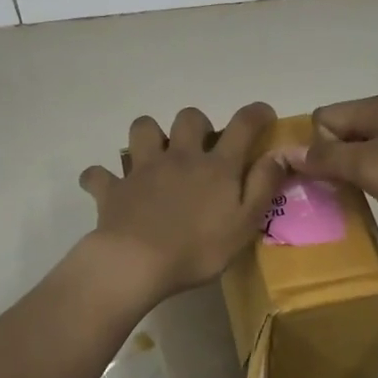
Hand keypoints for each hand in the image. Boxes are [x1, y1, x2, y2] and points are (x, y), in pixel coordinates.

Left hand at [78, 102, 287, 303]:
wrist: (137, 263)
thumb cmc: (198, 249)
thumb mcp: (245, 223)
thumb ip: (263, 186)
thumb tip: (279, 154)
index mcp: (215, 166)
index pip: (242, 126)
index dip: (256, 114)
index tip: (263, 114)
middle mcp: (179, 157)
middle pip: (189, 118)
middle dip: (197, 124)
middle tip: (200, 147)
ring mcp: (142, 169)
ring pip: (142, 128)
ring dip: (149, 135)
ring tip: (155, 155)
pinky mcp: (113, 188)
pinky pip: (98, 174)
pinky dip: (101, 178)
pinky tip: (109, 187)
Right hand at [303, 94, 377, 257]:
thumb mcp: (367, 165)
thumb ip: (325, 159)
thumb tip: (285, 151)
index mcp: (376, 110)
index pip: (326, 118)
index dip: (312, 146)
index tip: (308, 179)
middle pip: (351, 143)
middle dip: (336, 173)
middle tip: (322, 204)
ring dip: (367, 193)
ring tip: (353, 222)